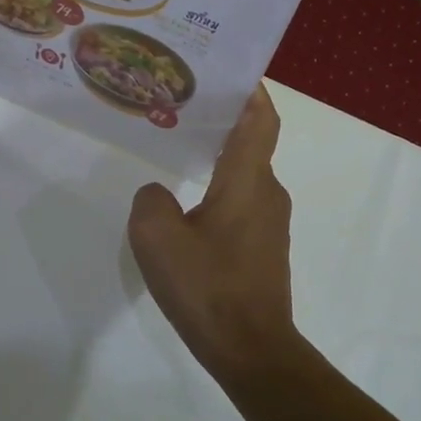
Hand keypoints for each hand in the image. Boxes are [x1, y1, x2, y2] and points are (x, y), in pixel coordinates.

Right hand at [128, 85, 298, 380]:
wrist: (252, 350)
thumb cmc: (208, 285)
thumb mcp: (157, 237)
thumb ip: (151, 201)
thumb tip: (159, 195)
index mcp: (248, 179)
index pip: (261, 119)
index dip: (252, 90)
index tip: (230, 70)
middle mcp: (267, 193)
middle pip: (250, 144)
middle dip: (222, 121)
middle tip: (182, 107)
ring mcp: (270, 223)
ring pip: (244, 176)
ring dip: (218, 159)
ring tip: (177, 151)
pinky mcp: (264, 249)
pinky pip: (242, 204)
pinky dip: (220, 191)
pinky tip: (188, 207)